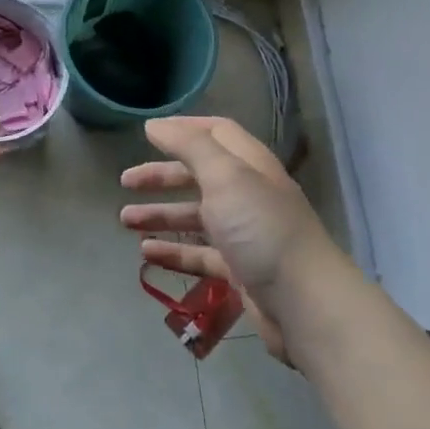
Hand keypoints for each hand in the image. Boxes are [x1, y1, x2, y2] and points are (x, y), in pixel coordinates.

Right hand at [121, 116, 339, 363]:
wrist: (304, 303)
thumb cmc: (260, 228)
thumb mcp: (224, 175)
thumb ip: (189, 146)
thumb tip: (155, 125)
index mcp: (249, 164)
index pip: (216, 133)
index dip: (183, 129)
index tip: (147, 133)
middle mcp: (247, 194)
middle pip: (199, 175)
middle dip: (162, 176)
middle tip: (126, 182)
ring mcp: (244, 234)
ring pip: (196, 216)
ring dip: (161, 215)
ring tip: (125, 221)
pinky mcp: (240, 270)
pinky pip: (199, 254)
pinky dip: (173, 251)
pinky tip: (146, 254)